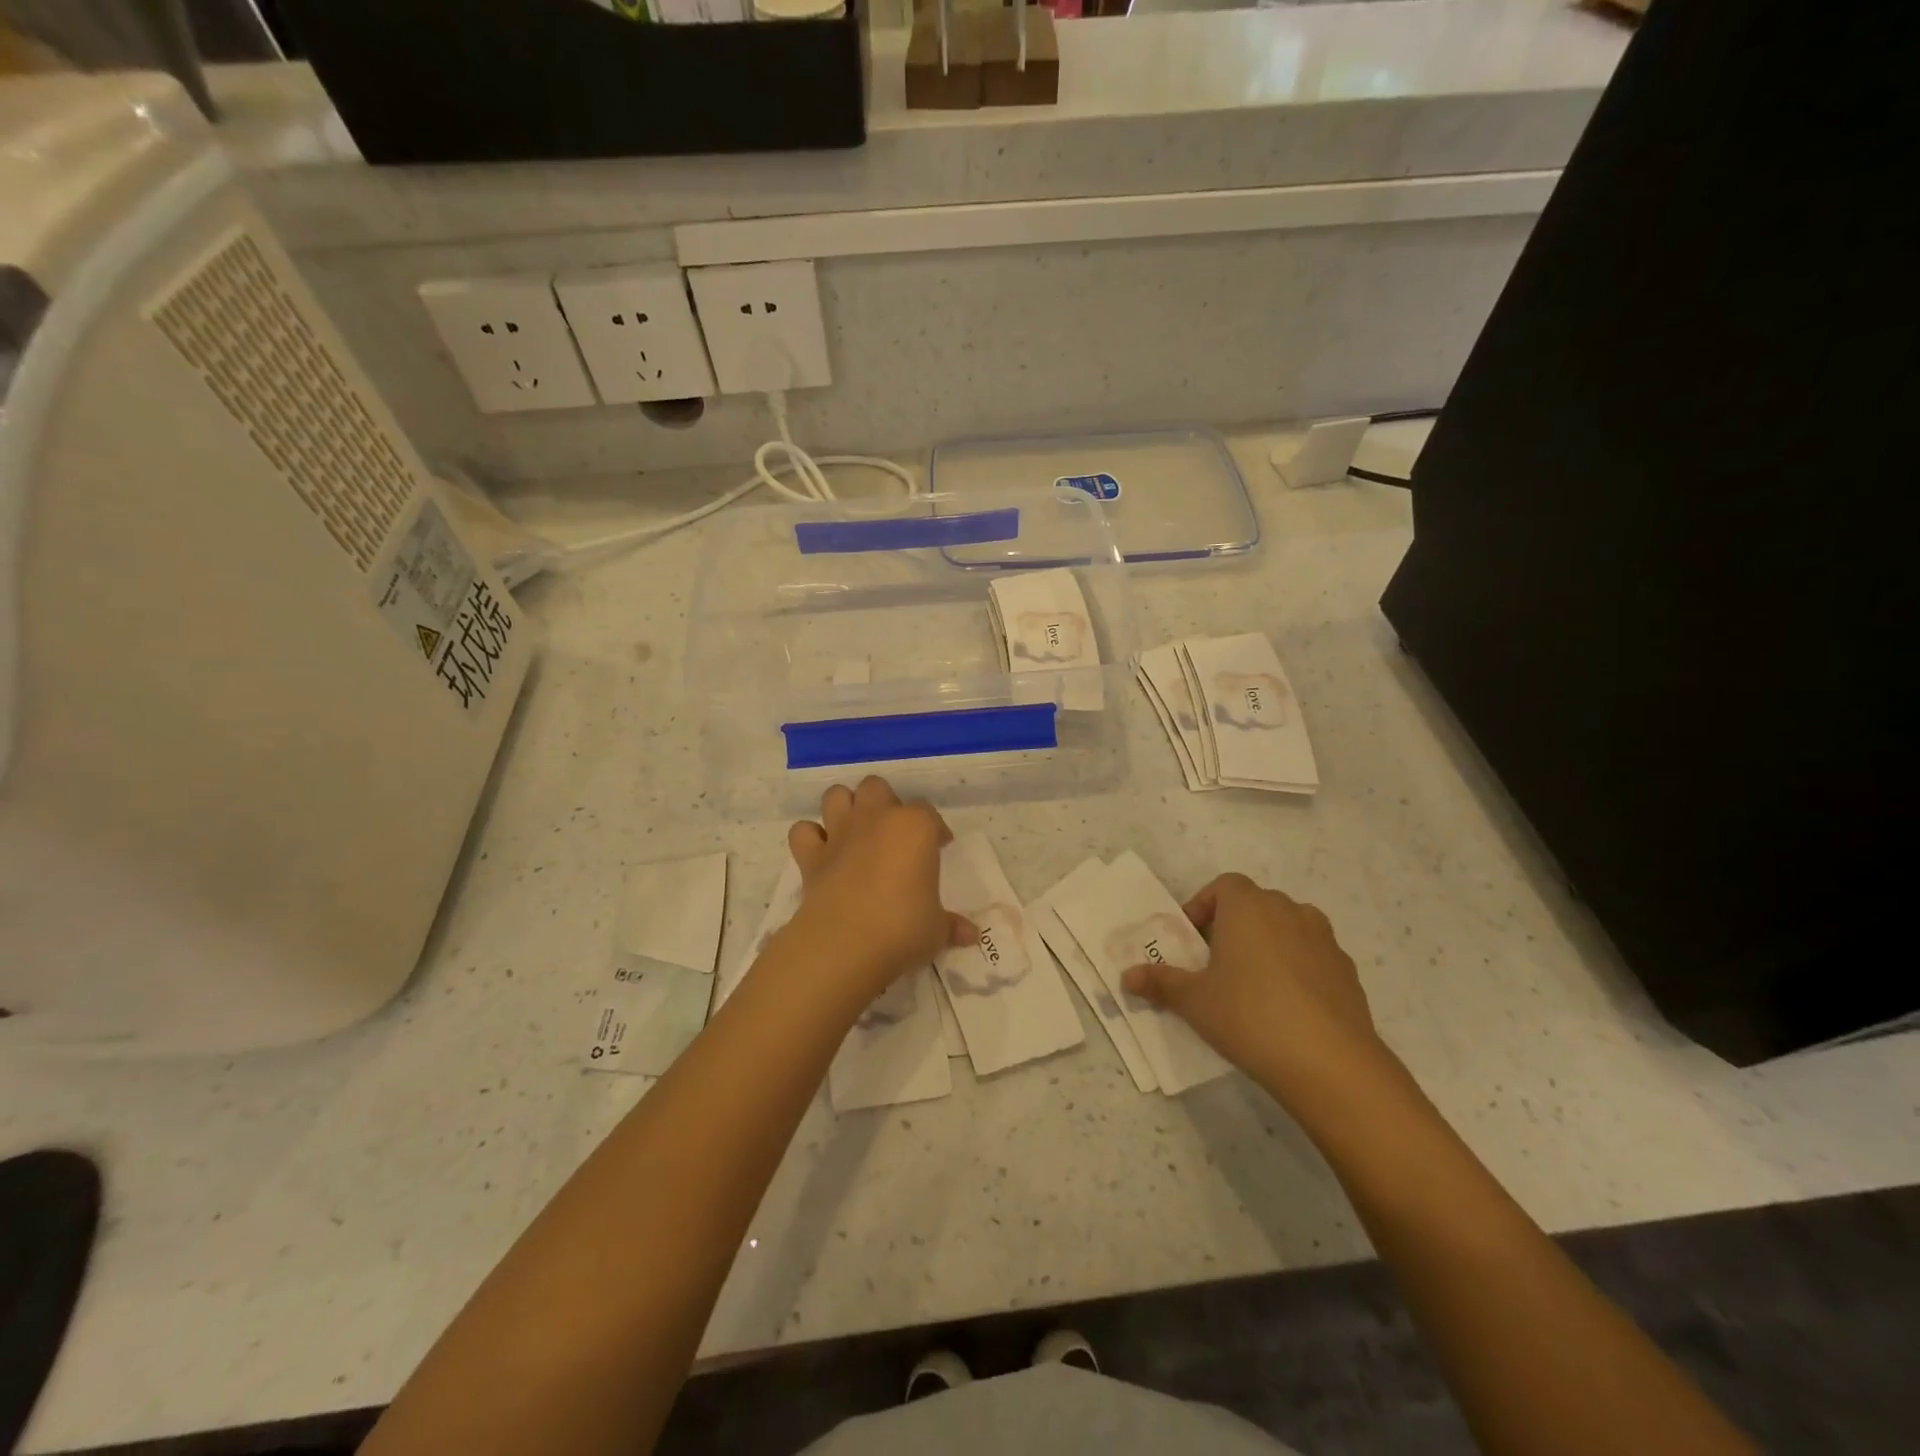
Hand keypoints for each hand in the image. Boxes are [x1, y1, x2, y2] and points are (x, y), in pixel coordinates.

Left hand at [783, 777, 975, 1004]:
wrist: (845, 944)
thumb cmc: (903, 928)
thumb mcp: (936, 929)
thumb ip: (951, 926)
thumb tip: (971, 935)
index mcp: (914, 827)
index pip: (929, 814)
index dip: (935, 829)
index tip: (940, 847)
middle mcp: (875, 819)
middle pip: (877, 788)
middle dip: (885, 803)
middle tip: (895, 833)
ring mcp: (839, 834)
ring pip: (837, 795)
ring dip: (845, 807)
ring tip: (857, 830)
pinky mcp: (811, 856)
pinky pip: (803, 832)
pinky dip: (811, 837)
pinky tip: (822, 851)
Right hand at [1122, 873, 1387, 1106]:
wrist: (1330, 1063)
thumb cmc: (1249, 1016)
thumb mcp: (1194, 1001)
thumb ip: (1160, 983)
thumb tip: (1127, 977)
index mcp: (1248, 906)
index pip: (1223, 886)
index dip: (1204, 907)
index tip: (1192, 941)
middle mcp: (1288, 910)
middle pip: (1255, 905)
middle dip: (1233, 927)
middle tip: (1215, 965)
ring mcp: (1324, 939)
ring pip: (1287, 928)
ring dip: (1267, 945)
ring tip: (1252, 986)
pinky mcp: (1347, 970)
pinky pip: (1312, 957)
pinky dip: (1297, 969)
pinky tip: (1287, 1008)